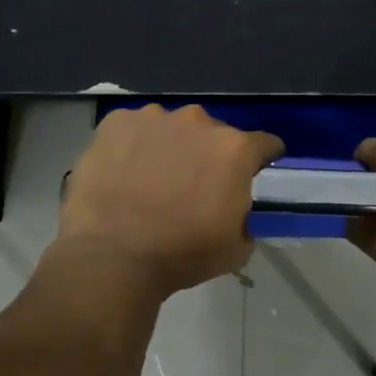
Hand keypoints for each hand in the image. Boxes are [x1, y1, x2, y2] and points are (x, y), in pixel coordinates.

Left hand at [56, 105, 283, 295]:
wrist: (112, 257)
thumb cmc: (182, 254)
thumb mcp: (236, 247)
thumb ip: (245, 216)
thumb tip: (235, 209)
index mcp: (234, 150)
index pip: (264, 144)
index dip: (261, 159)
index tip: (253, 173)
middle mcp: (197, 122)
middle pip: (213, 133)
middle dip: (209, 155)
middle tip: (193, 185)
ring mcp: (153, 118)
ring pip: (172, 129)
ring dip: (170, 147)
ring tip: (152, 179)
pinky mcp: (116, 122)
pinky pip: (133, 129)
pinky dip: (133, 146)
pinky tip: (123, 173)